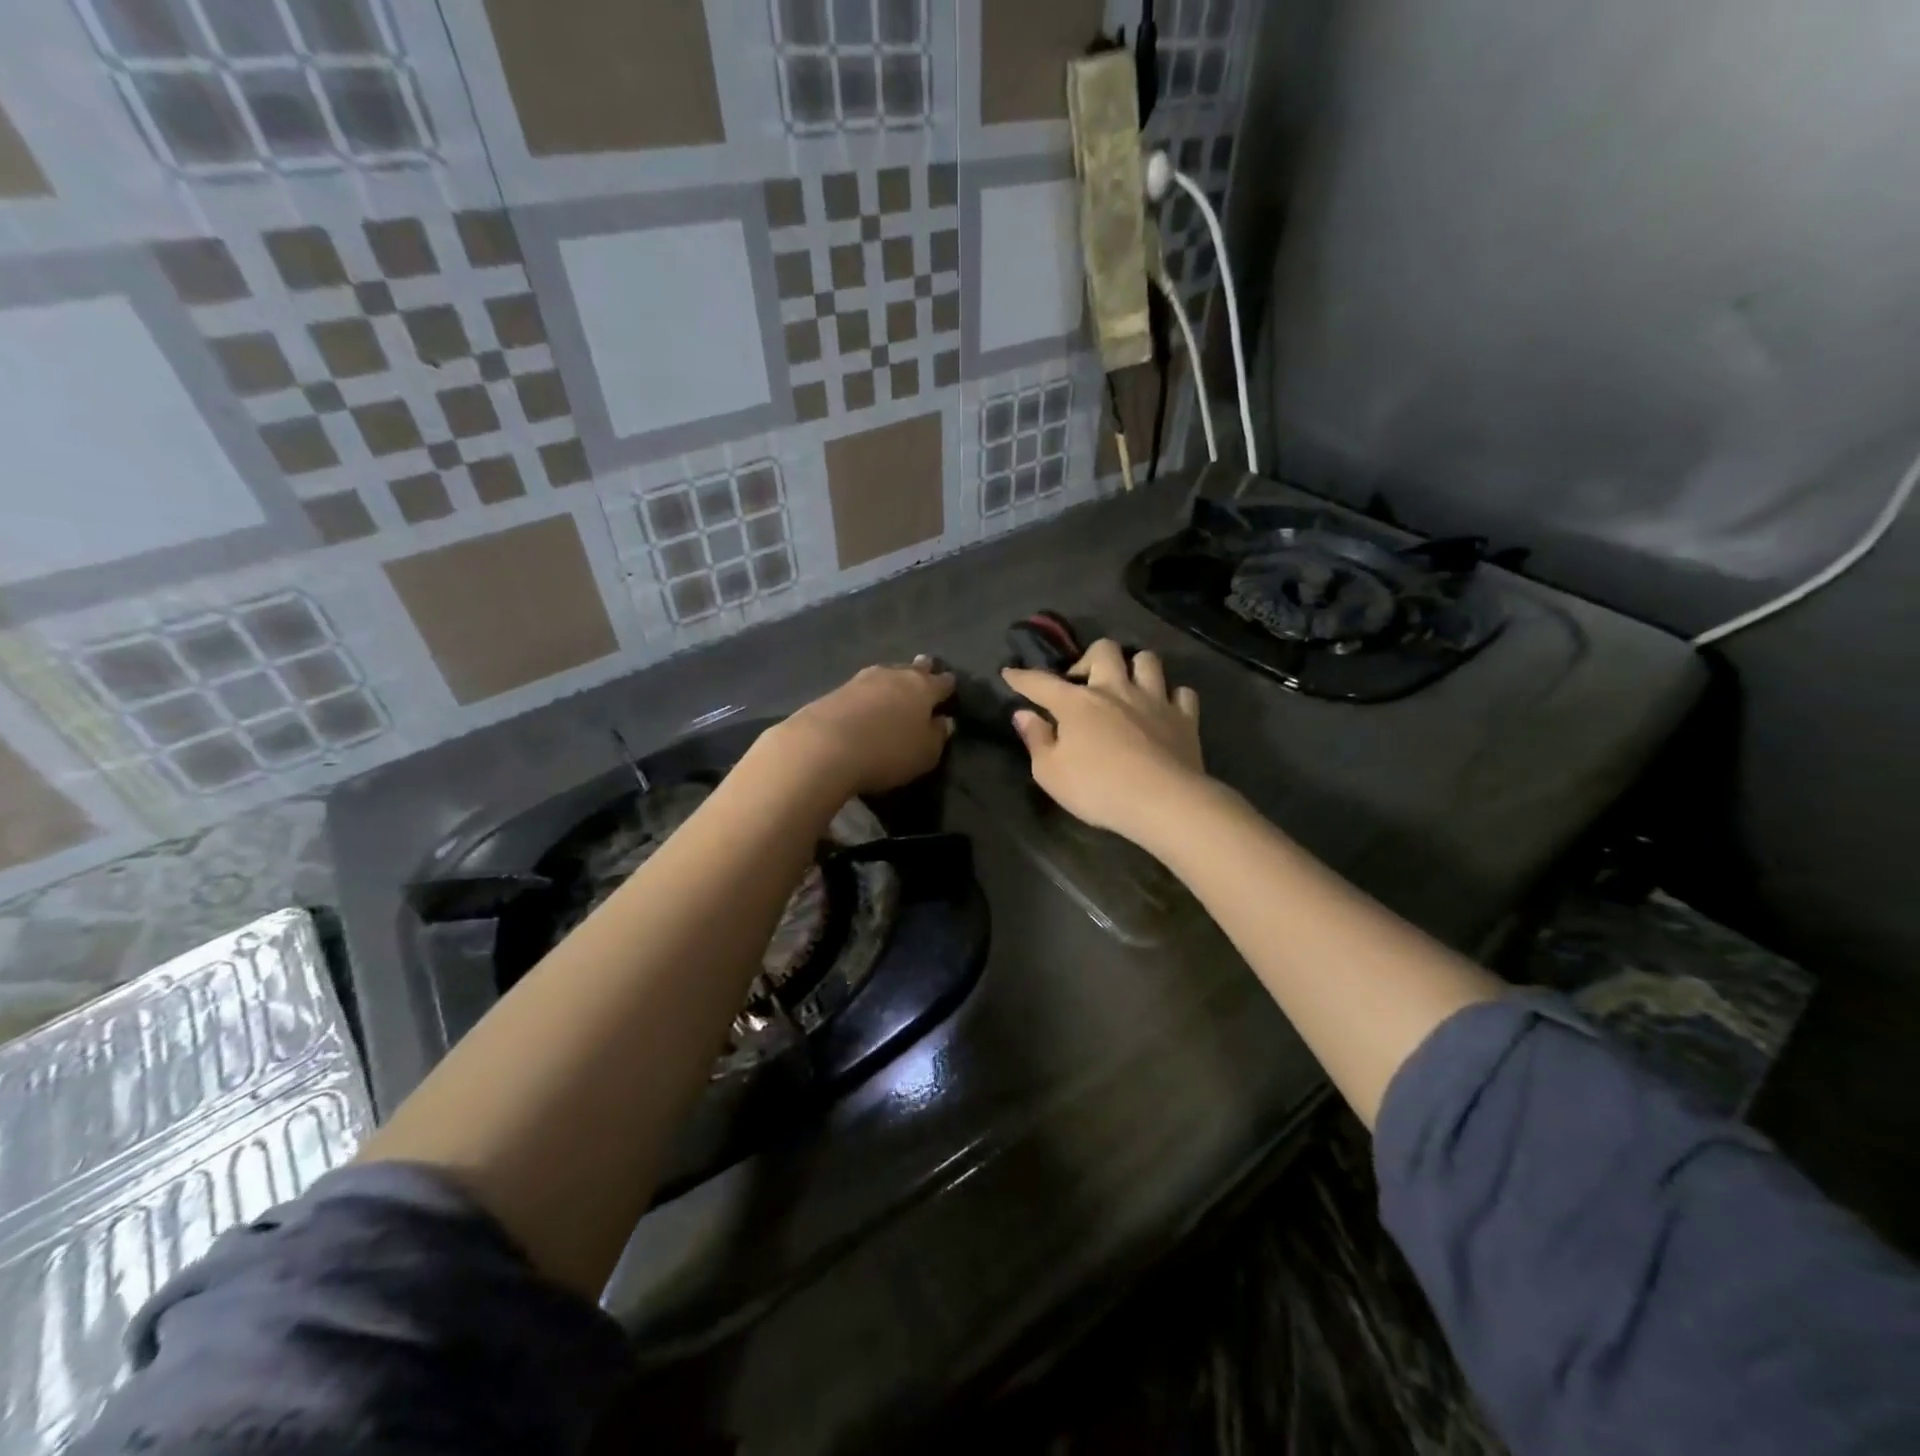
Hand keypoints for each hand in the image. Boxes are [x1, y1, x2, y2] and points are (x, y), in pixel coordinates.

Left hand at [767, 657, 955, 799]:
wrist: (824, 746)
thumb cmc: (887, 752)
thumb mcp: (925, 754)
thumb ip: (938, 736)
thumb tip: (945, 721)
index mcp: (923, 688)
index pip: (942, 682)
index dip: (948, 685)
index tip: (950, 687)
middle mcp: (895, 675)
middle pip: (913, 669)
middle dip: (921, 670)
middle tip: (925, 669)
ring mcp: (863, 679)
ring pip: (886, 673)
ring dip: (893, 679)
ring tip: (896, 686)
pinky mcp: (836, 690)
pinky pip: (862, 687)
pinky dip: (869, 692)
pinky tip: (867, 700)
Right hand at [1003, 640, 1205, 842]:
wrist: (1163, 802)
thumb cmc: (1098, 789)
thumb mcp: (1050, 773)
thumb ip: (1036, 740)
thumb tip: (1023, 715)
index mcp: (1077, 703)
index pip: (1042, 683)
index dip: (1022, 677)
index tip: (1010, 672)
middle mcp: (1116, 690)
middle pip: (1104, 650)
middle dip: (1090, 658)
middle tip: (1084, 683)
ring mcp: (1154, 700)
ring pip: (1147, 660)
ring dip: (1135, 667)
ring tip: (1128, 686)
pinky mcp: (1185, 718)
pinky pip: (1182, 693)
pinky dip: (1172, 697)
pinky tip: (1165, 709)